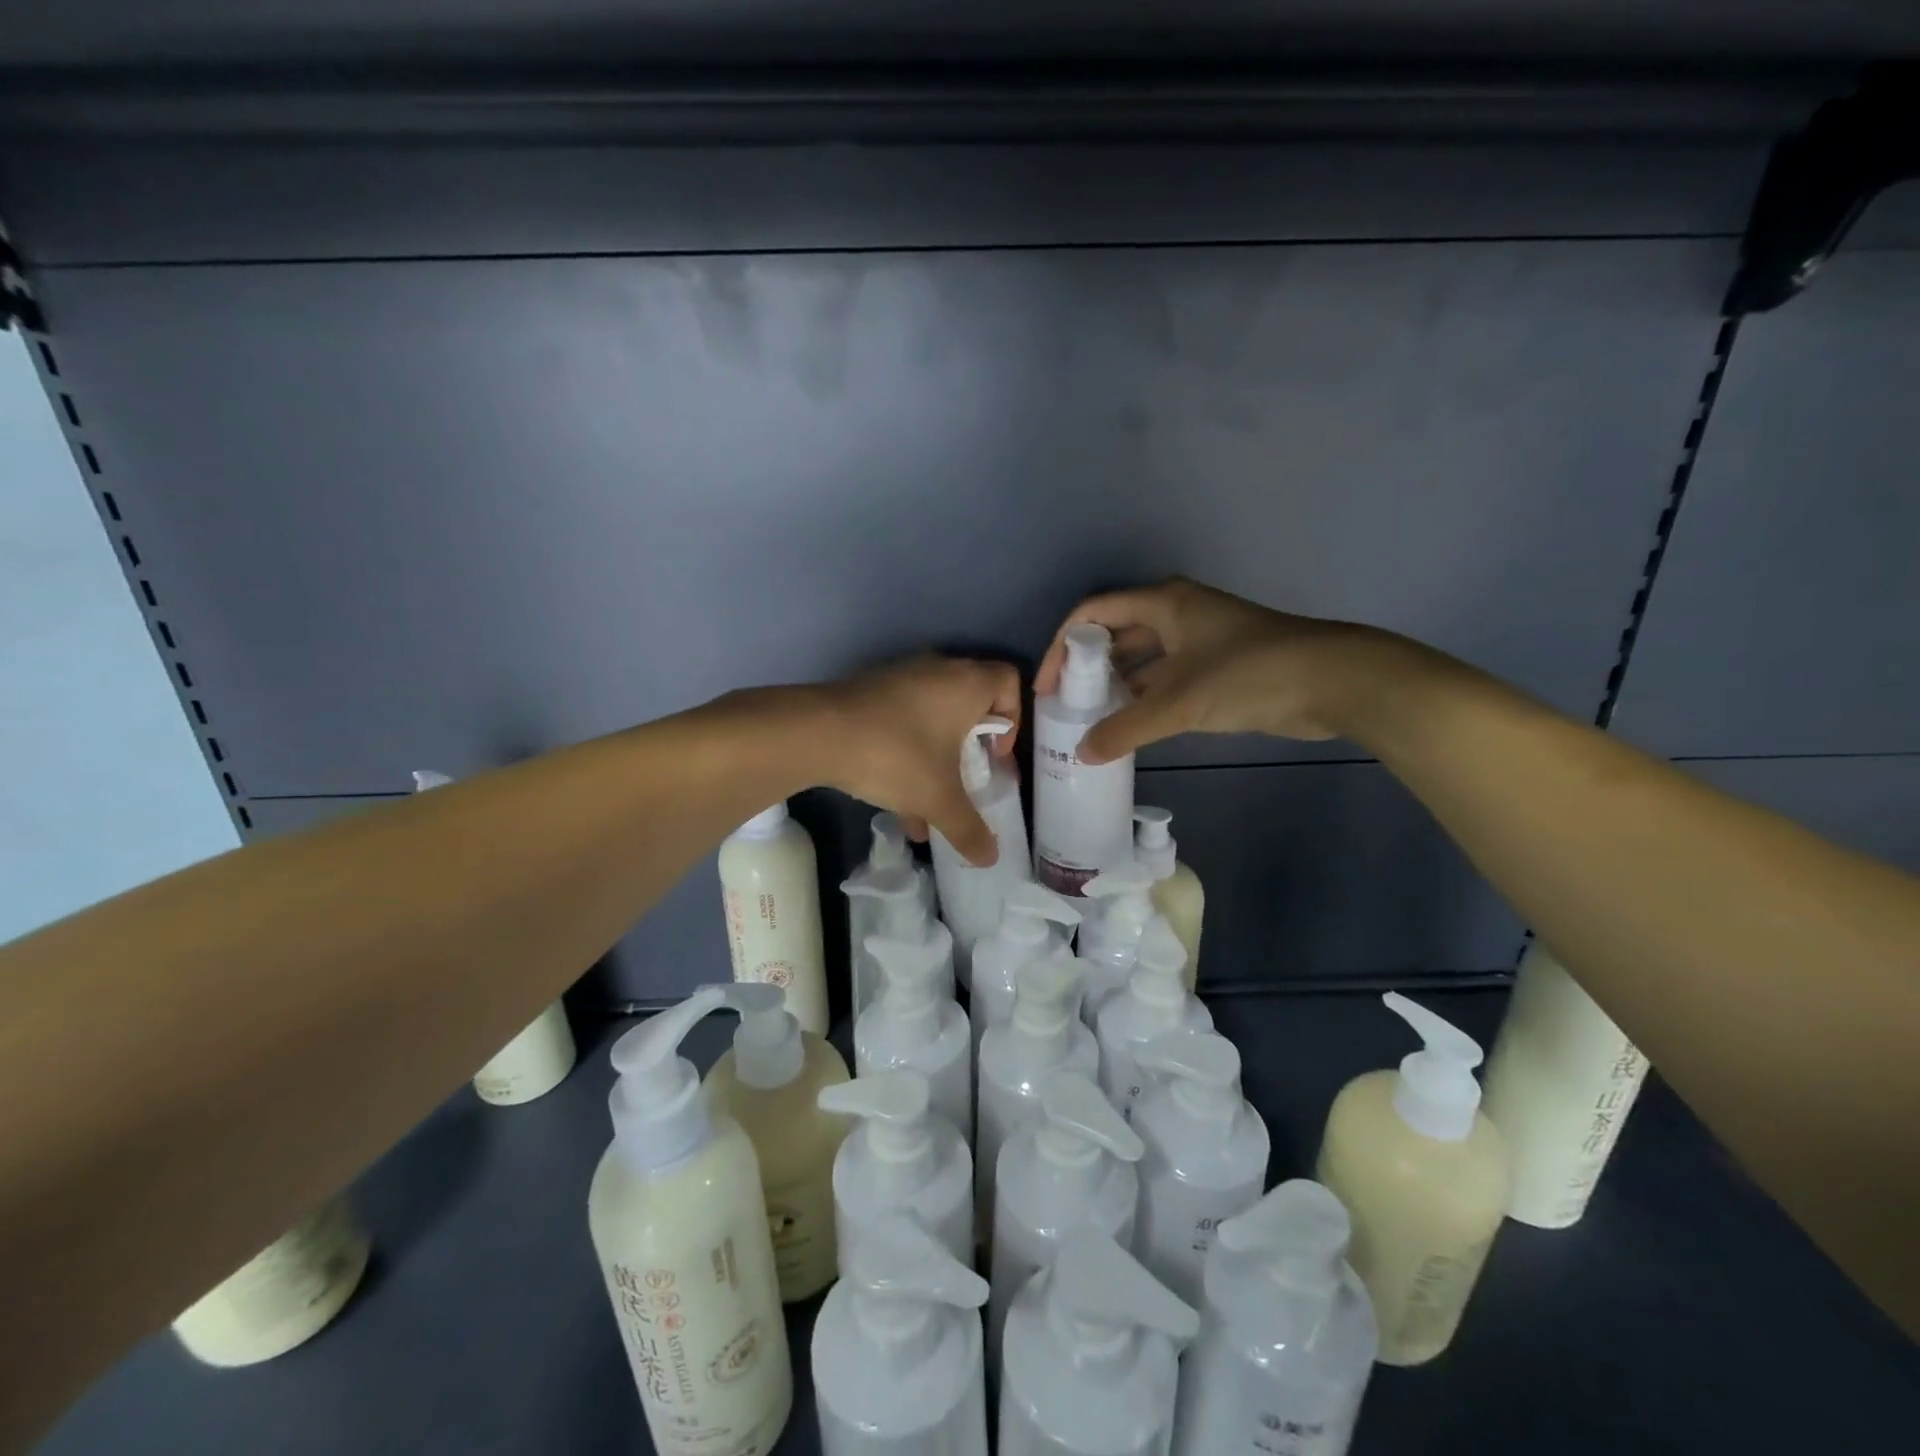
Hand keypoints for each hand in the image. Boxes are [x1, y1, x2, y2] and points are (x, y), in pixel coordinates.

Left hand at [816, 655, 1022, 865]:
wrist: (817, 733)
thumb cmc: (896, 755)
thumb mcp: (938, 798)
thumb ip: (968, 828)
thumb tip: (991, 858)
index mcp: (967, 683)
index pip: (1009, 682)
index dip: (1012, 720)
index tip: (994, 756)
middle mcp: (938, 671)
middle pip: (972, 702)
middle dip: (973, 746)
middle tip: (968, 778)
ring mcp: (901, 678)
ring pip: (933, 717)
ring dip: (937, 758)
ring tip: (929, 805)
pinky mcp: (871, 691)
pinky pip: (903, 720)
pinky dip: (908, 753)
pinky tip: (896, 801)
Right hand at [1034, 577, 1391, 763]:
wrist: (1333, 681)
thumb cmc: (1249, 674)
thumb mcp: (1180, 702)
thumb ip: (1127, 728)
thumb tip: (1083, 754)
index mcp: (1163, 604)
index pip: (1093, 613)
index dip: (1062, 646)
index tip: (1048, 686)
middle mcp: (1175, 615)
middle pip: (1115, 635)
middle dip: (1087, 669)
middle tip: (1064, 707)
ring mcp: (1198, 642)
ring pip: (1142, 661)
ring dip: (1116, 688)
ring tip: (1089, 723)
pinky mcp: (1216, 669)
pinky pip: (1165, 681)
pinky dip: (1144, 702)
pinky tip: (1129, 729)